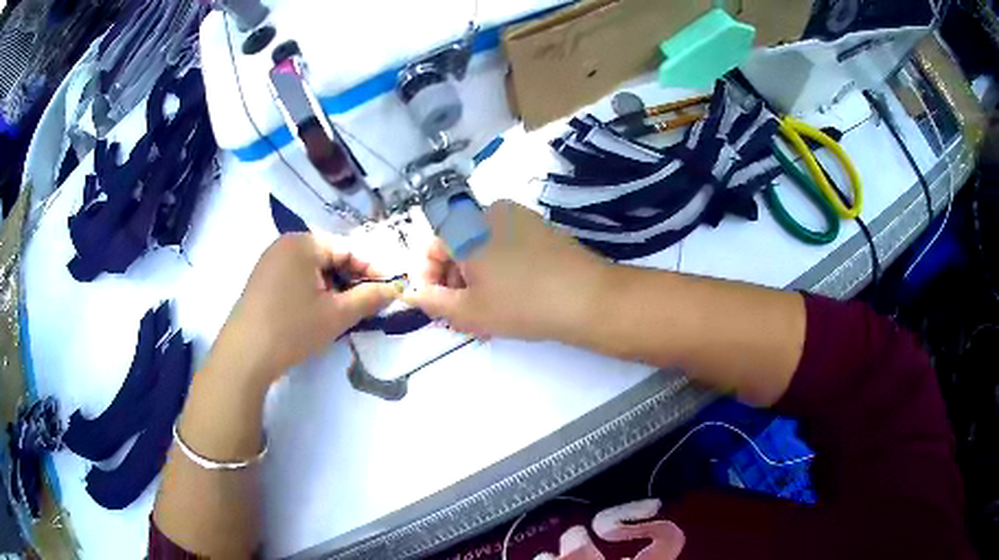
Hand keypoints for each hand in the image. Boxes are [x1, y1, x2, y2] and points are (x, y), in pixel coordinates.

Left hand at [207, 233, 398, 387]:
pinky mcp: (261, 281)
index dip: (372, 269)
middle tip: (367, 304)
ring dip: (332, 288)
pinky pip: (296, 278)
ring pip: (312, 270)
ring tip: (344, 312)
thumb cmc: (292, 328)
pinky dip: (312, 292)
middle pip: (329, 257)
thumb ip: (370, 298)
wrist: (244, 356)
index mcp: (303, 243)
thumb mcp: (337, 315)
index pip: (348, 249)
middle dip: (351, 280)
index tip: (390, 289)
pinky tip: (318, 314)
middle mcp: (285, 245)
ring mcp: (269, 262)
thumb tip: (396, 288)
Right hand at [405, 200, 611, 340]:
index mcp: (467, 226)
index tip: (436, 306)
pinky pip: (506, 246)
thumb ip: (434, 302)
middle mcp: (490, 212)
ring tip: (486, 316)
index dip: (427, 278)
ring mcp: (519, 217)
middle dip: (453, 284)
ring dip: (475, 281)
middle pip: (457, 247)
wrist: (590, 298)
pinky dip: (498, 271)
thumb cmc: (523, 304)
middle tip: (461, 318)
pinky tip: (509, 299)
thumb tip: (413, 294)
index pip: (431, 246)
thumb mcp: (470, 311)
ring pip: (482, 249)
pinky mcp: (540, 228)